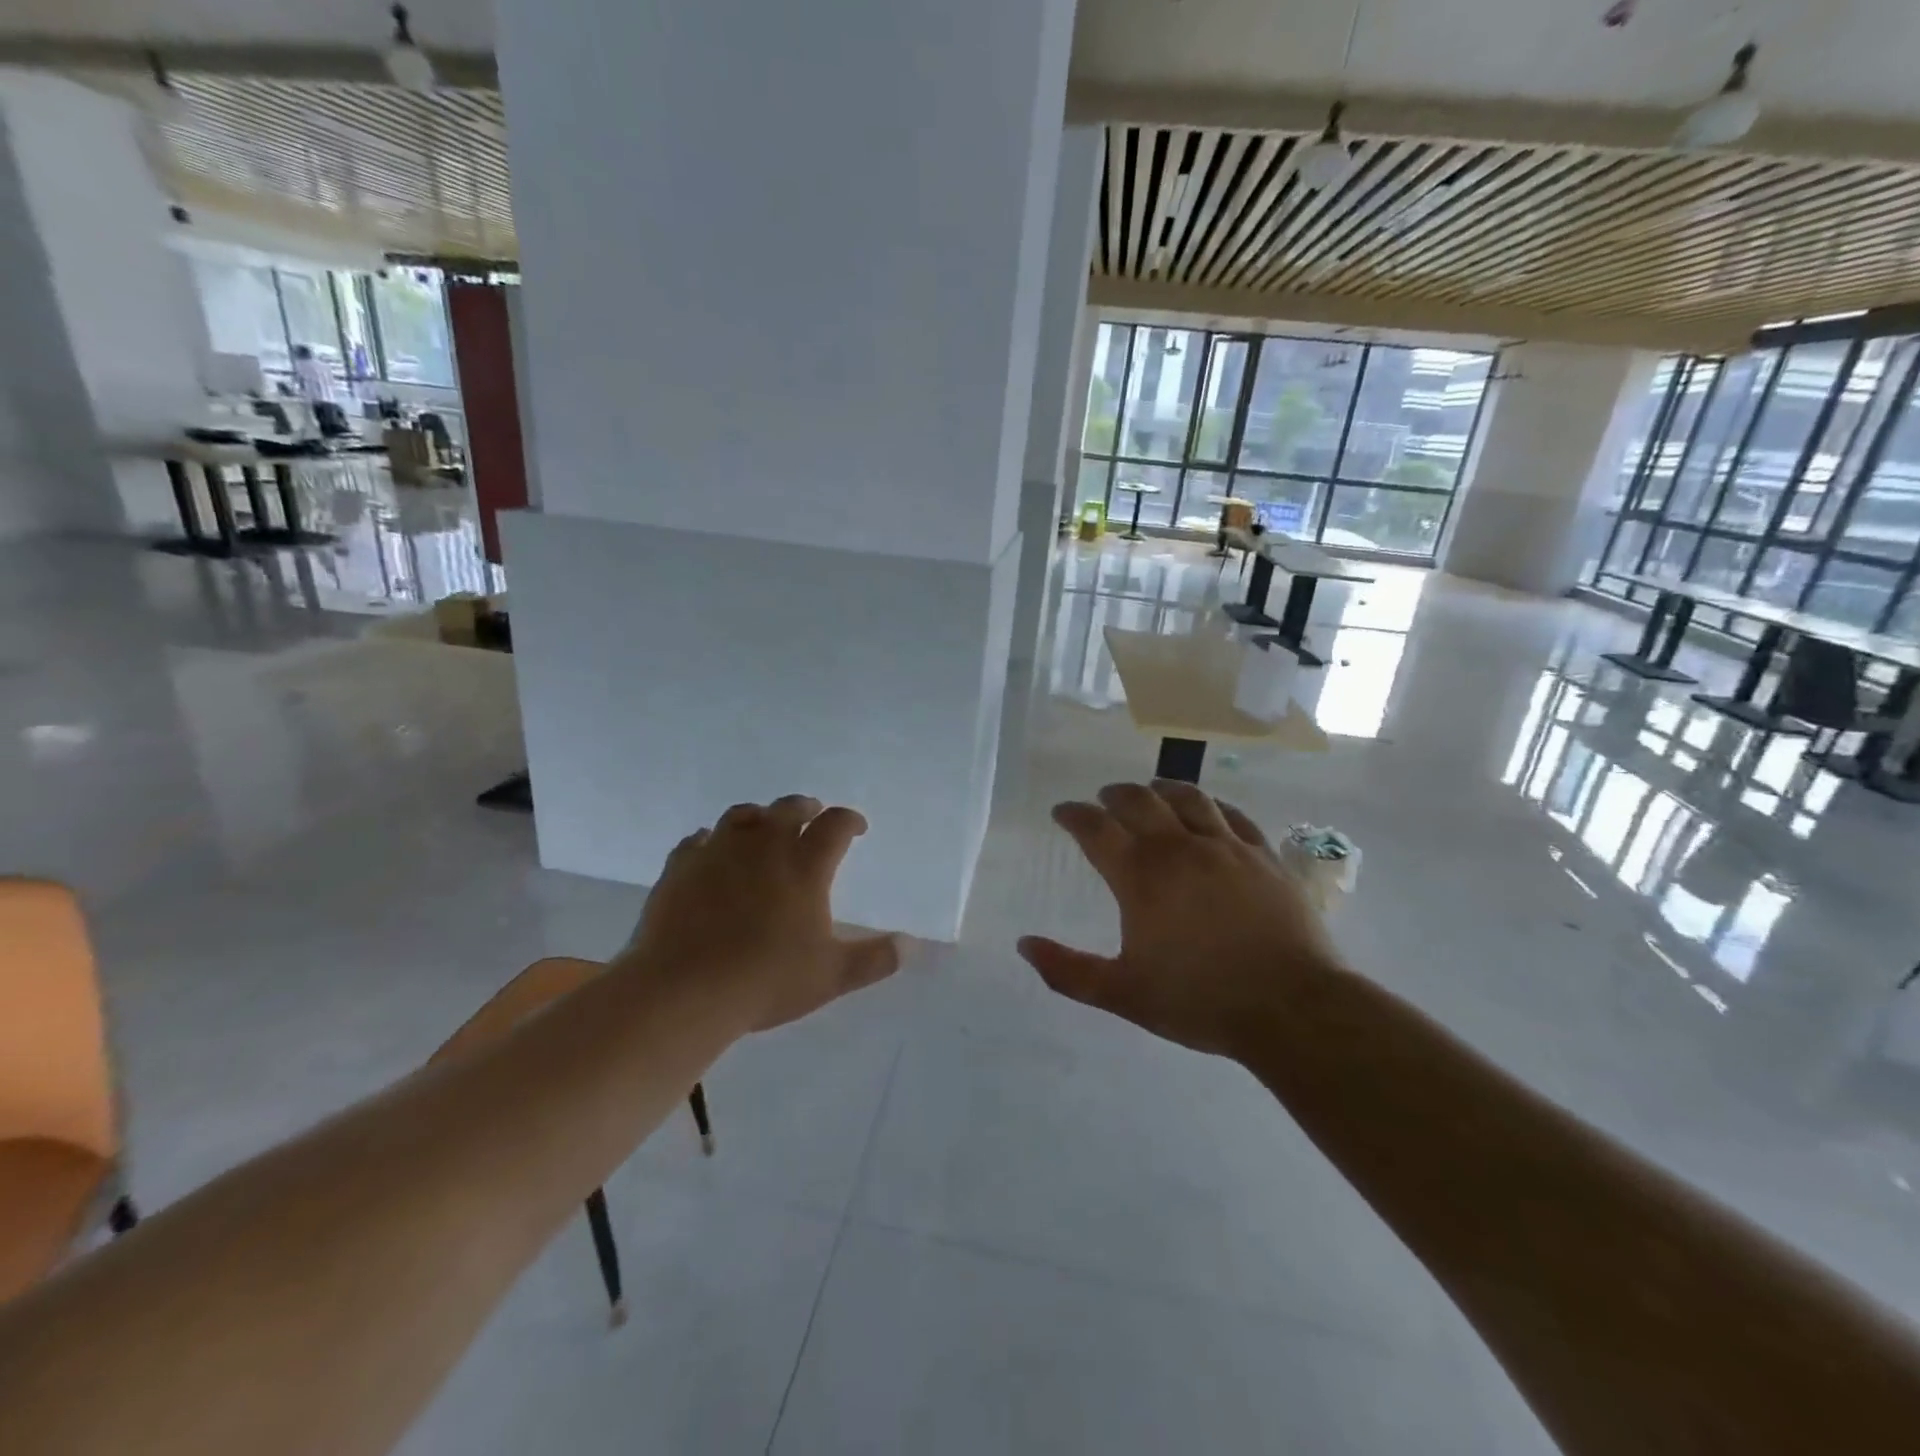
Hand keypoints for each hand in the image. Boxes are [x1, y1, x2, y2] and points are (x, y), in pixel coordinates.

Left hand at [622, 795, 902, 1031]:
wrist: (683, 989)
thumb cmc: (765, 980)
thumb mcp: (831, 976)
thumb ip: (874, 959)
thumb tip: (910, 946)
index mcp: (805, 865)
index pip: (835, 825)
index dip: (849, 820)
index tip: (856, 827)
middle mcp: (764, 846)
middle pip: (789, 808)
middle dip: (806, 808)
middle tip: (812, 815)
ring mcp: (718, 851)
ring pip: (743, 815)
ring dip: (760, 817)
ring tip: (764, 826)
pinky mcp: (681, 866)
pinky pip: (699, 840)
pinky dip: (712, 841)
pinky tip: (712, 850)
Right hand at [1018, 781, 1346, 1060]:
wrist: (1292, 1007)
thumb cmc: (1200, 1000)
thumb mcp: (1123, 994)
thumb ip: (1068, 971)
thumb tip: (1024, 945)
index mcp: (1141, 876)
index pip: (1096, 828)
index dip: (1074, 815)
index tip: (1062, 812)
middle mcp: (1179, 848)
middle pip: (1139, 801)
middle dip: (1114, 795)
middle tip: (1103, 799)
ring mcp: (1226, 847)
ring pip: (1188, 798)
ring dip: (1161, 788)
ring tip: (1151, 790)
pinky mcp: (1263, 855)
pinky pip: (1232, 815)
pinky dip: (1211, 805)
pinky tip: (1208, 810)